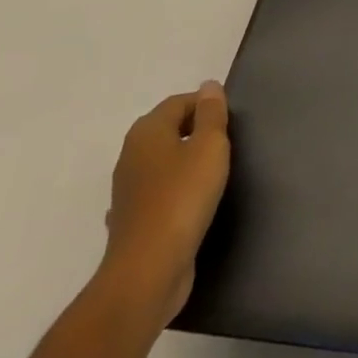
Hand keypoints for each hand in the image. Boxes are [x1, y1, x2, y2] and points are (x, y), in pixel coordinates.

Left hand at [99, 84, 231, 326]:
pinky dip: (171, 194)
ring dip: (183, 164)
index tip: (231, 123)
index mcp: (147, 131)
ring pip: (161, 163)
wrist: (147, 271)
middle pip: (168, 130)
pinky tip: (187, 206)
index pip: (180, 102)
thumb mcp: (210, 146)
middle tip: (226, 146)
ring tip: (212, 175)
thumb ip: (212, 114)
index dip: (207, 106)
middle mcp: (131, 154)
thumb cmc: (183, 197)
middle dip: (196, 132)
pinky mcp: (131, 222)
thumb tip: (208, 86)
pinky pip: (156, 195)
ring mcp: (127, 191)